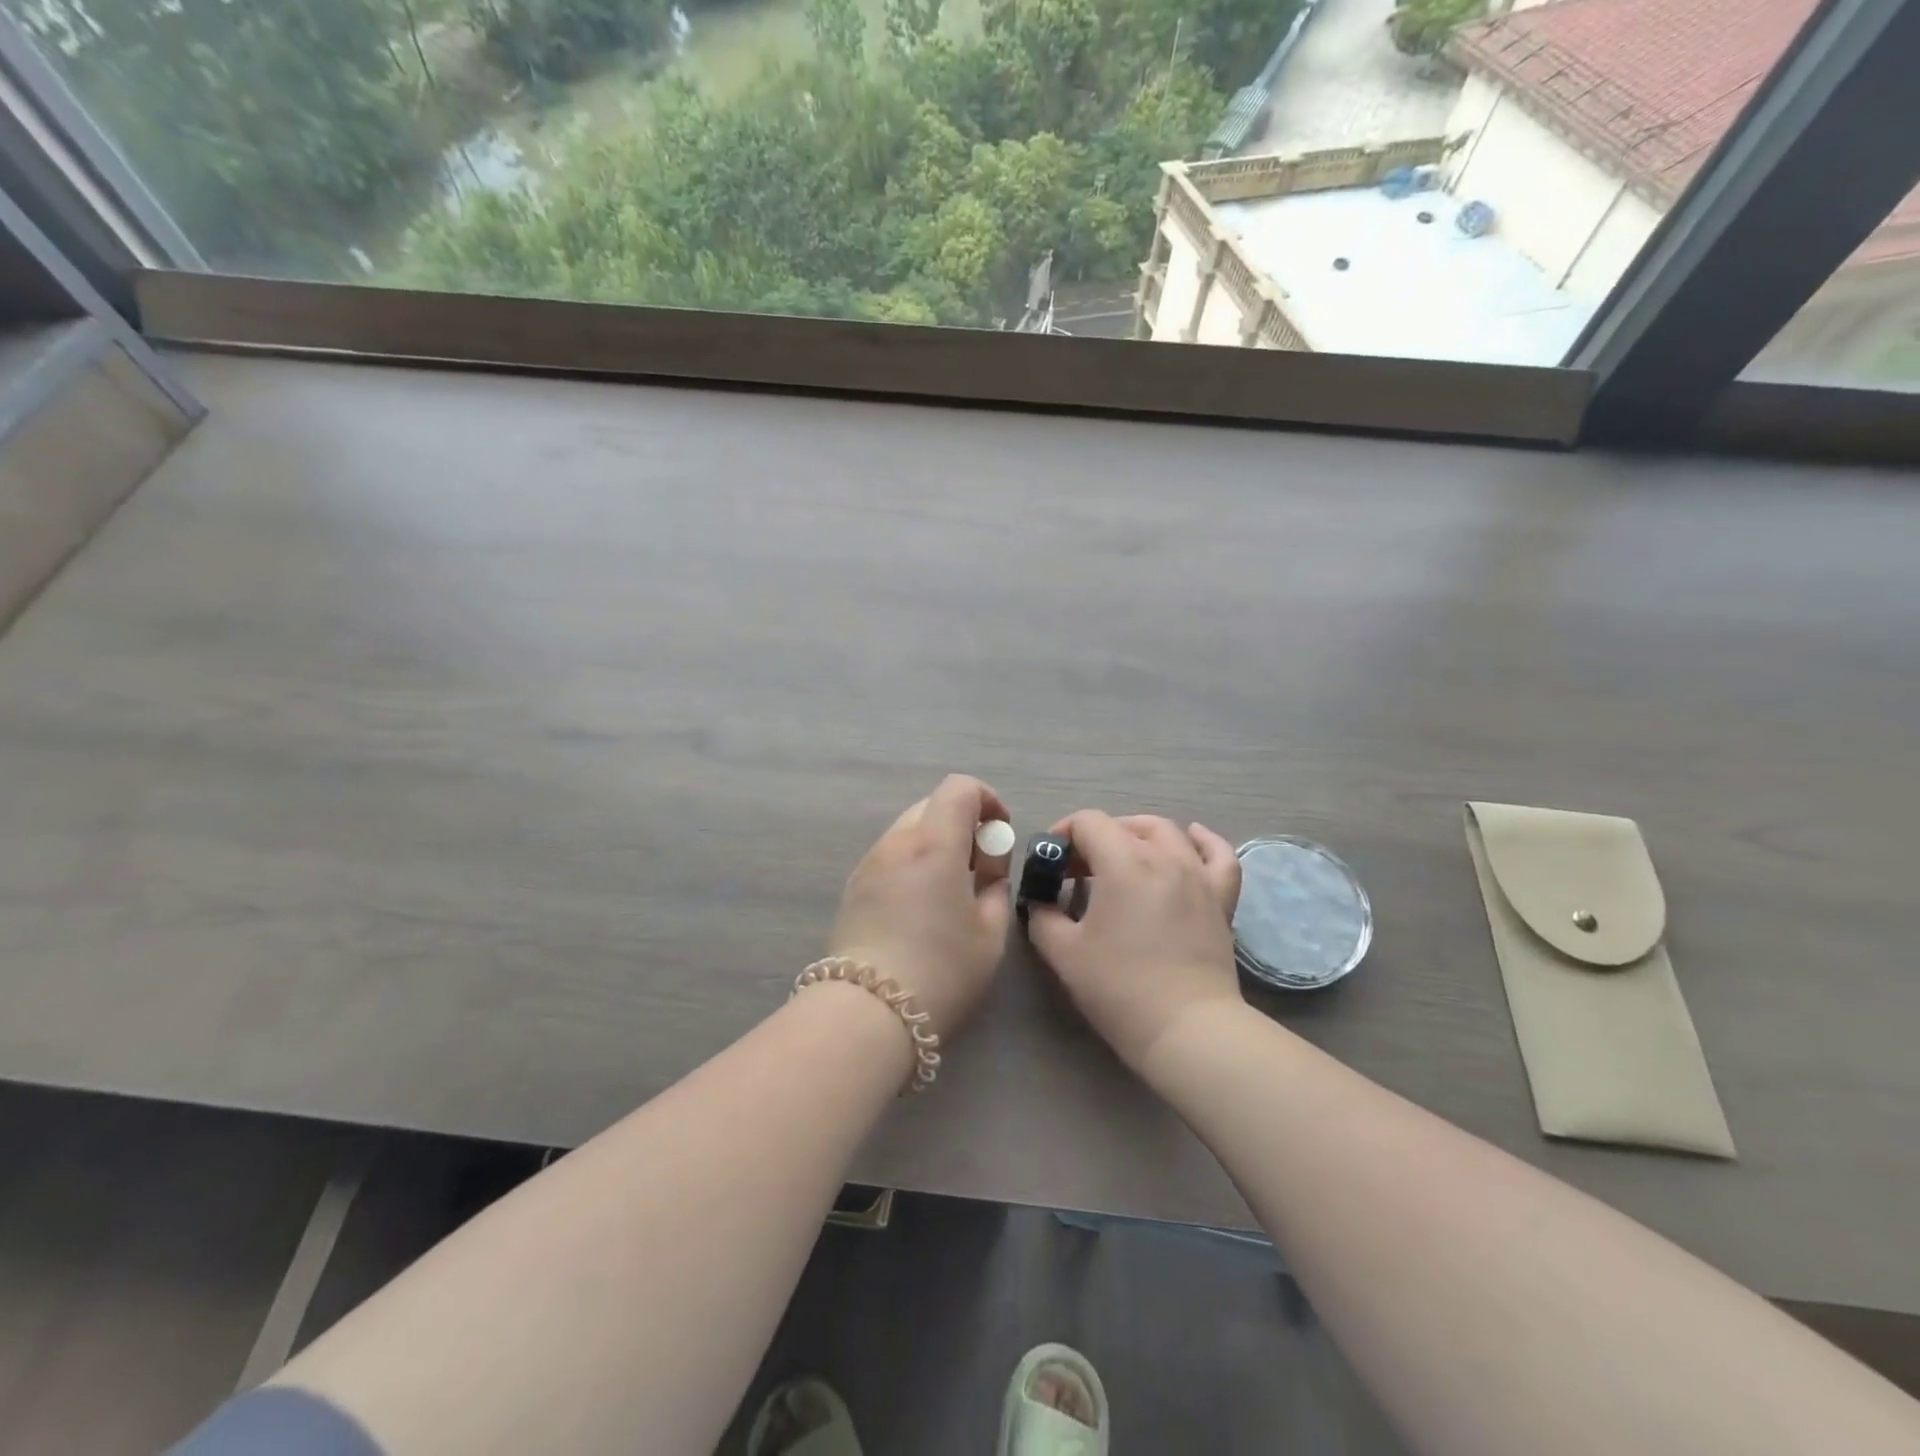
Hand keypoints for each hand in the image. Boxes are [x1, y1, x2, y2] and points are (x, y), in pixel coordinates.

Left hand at [828, 774, 1013, 1038]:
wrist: (868, 1013)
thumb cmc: (941, 971)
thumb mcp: (990, 933)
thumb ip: (995, 888)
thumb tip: (987, 871)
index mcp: (933, 843)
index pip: (959, 788)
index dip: (987, 799)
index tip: (999, 834)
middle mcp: (896, 842)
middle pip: (932, 805)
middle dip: (962, 823)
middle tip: (979, 867)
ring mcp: (869, 863)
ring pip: (909, 830)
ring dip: (936, 843)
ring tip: (949, 891)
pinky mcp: (852, 887)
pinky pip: (890, 856)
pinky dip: (913, 862)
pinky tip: (920, 907)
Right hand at [1027, 812, 1242, 1070]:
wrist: (1186, 1028)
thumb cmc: (1119, 988)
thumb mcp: (1062, 953)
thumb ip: (1042, 916)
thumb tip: (1042, 902)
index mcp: (1123, 862)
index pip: (1088, 822)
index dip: (1063, 834)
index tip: (1052, 863)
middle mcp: (1164, 856)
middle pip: (1125, 825)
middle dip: (1096, 838)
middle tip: (1079, 872)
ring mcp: (1198, 875)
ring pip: (1168, 832)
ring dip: (1138, 835)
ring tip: (1123, 857)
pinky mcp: (1221, 898)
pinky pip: (1218, 854)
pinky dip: (1202, 841)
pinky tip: (1189, 840)